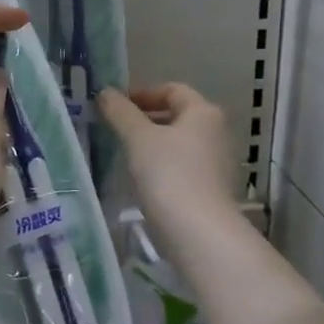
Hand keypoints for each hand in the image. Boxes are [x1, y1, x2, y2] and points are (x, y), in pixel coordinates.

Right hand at [98, 84, 237, 237]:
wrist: (199, 233)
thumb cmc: (169, 175)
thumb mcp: (138, 139)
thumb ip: (121, 113)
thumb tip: (106, 92)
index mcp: (203, 113)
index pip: (172, 90)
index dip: (142, 94)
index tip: (115, 106)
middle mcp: (216, 133)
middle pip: (177, 117)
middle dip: (145, 120)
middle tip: (114, 129)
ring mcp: (217, 163)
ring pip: (178, 145)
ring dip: (152, 145)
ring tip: (124, 155)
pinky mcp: (211, 190)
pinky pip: (182, 168)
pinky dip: (161, 168)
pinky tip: (141, 181)